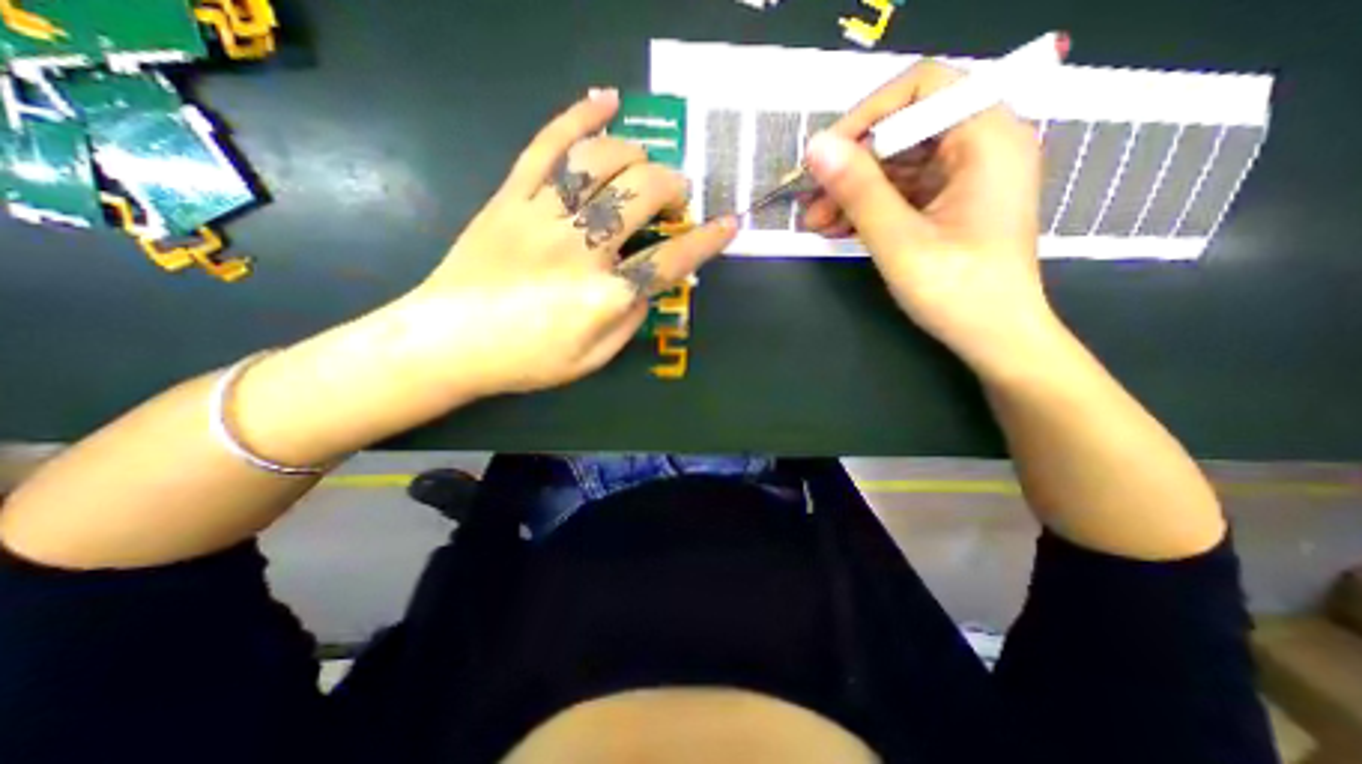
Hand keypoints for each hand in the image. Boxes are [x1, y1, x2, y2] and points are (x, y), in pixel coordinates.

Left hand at [389, 86, 739, 395]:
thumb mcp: (592, 359)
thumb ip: (629, 319)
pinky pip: (547, 145)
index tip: (729, 224)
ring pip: (601, 162)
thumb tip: (650, 284)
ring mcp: (543, 215)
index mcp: (604, 295)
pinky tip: (605, 100)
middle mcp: (580, 248)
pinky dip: (579, 116)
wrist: (447, 341)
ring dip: (637, 156)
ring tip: (646, 167)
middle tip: (675, 200)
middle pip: (642, 196)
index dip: (706, 241)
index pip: (670, 260)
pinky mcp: (511, 197)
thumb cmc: (526, 359)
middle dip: (672, 190)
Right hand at [800, 61, 1056, 376]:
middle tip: (810, 200)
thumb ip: (858, 190)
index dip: (867, 115)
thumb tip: (815, 148)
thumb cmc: (957, 291)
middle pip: (904, 130)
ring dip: (853, 191)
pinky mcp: (952, 203)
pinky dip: (869, 207)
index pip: (922, 87)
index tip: (825, 156)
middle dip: (852, 165)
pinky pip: (903, 191)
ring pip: (897, 165)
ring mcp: (966, 176)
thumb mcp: (899, 240)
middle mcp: (982, 144)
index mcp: (987, 137)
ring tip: (814, 223)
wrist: (995, 338)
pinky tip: (837, 228)